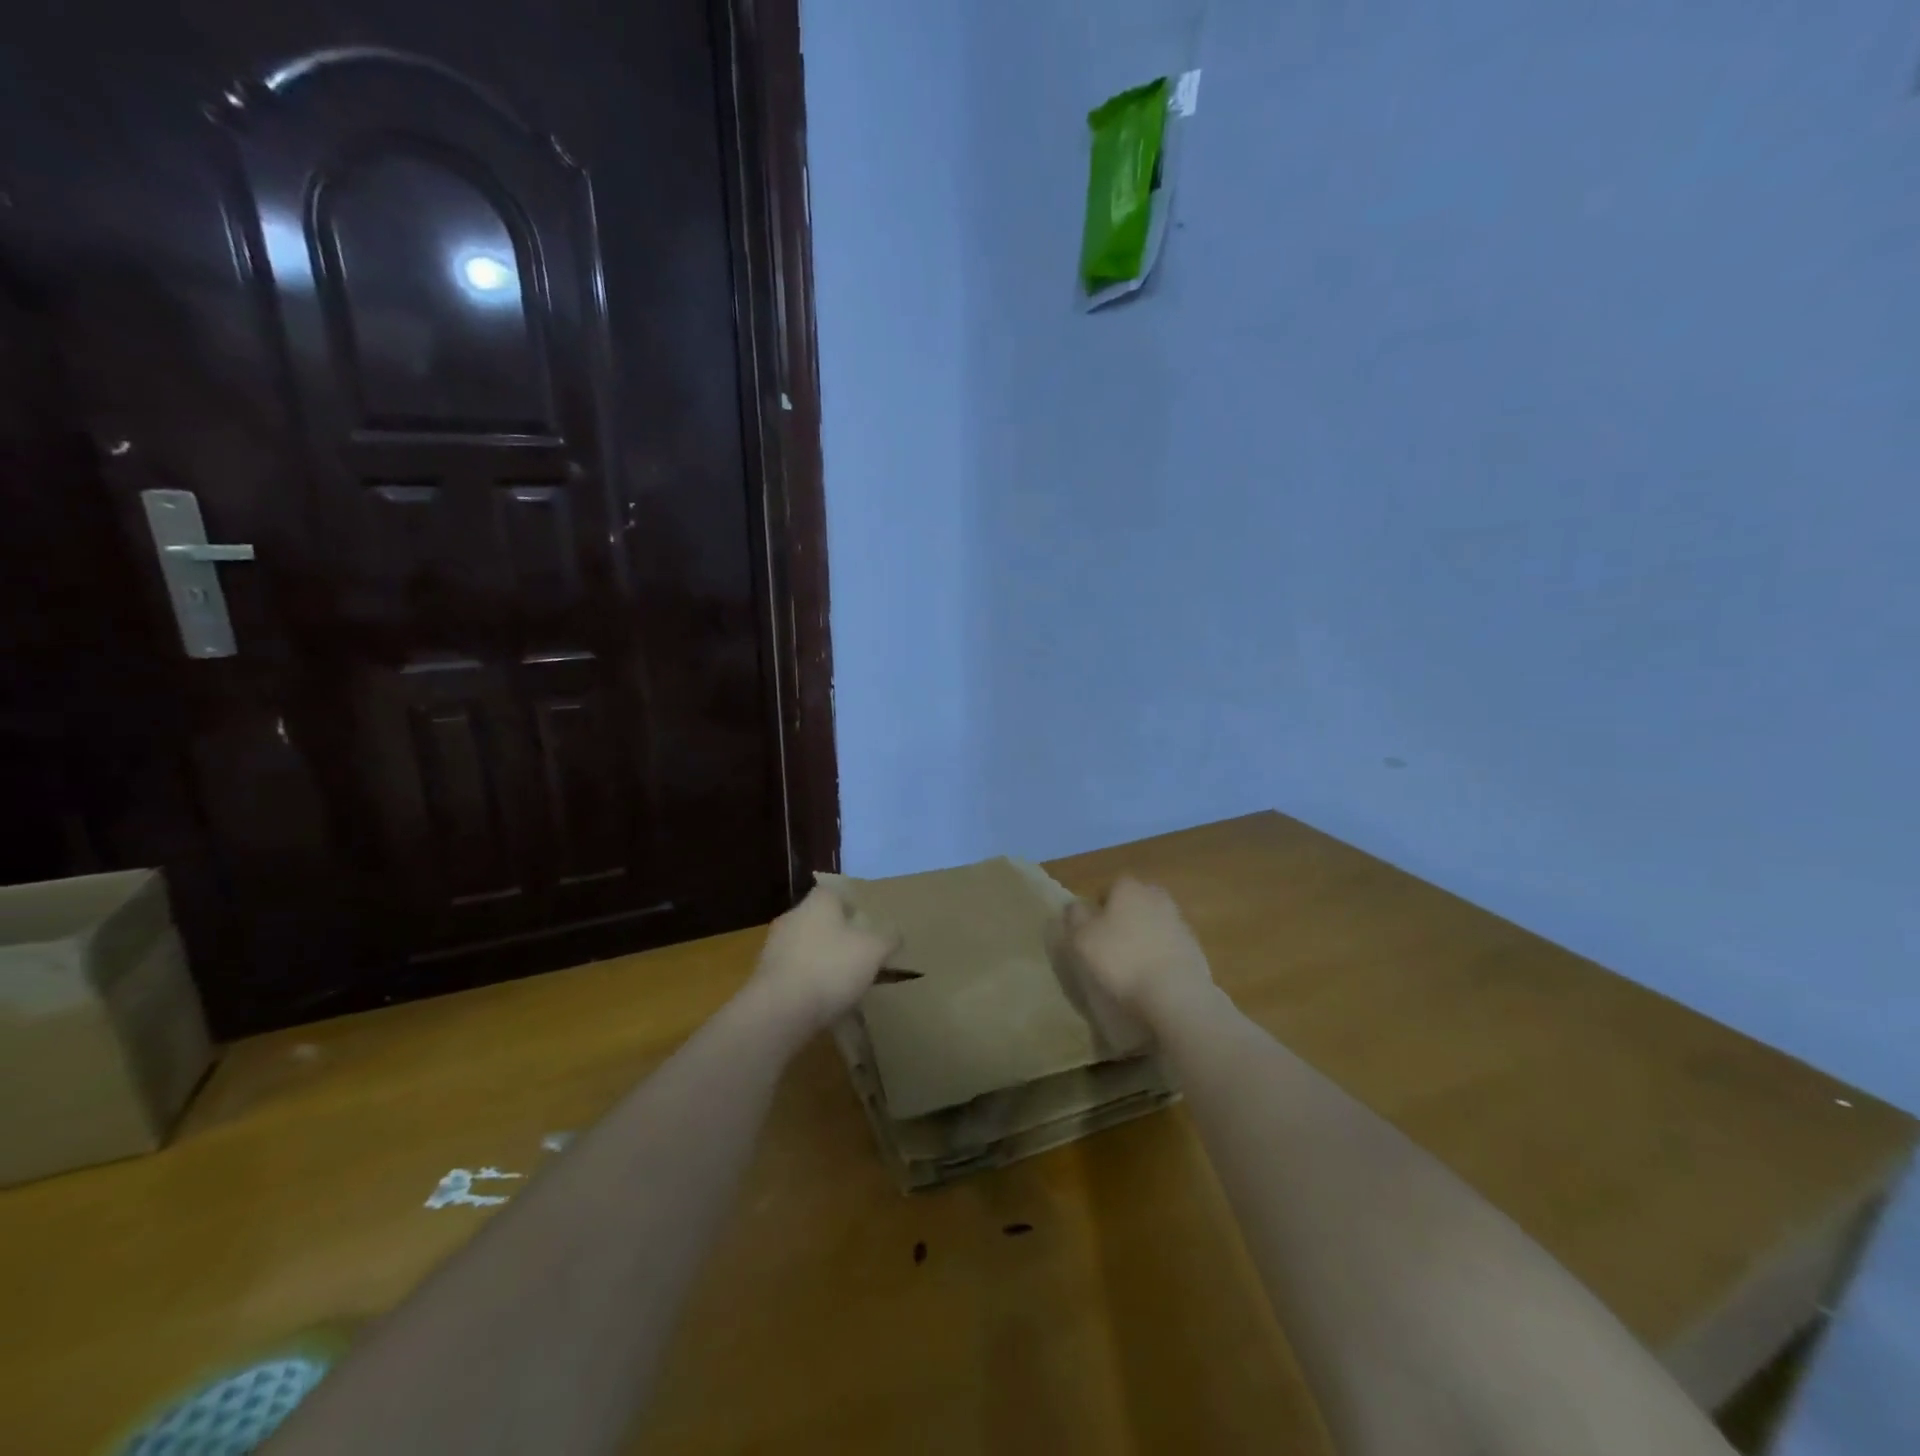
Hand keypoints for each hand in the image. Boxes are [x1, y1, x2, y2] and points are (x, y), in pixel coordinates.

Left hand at [747, 886, 897, 1032]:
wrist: (779, 1011)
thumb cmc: (831, 968)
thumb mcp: (874, 950)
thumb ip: (888, 938)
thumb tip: (894, 932)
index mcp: (818, 903)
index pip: (835, 892)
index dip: (852, 906)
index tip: (867, 925)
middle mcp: (792, 917)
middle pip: (819, 919)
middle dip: (837, 934)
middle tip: (859, 954)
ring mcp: (774, 947)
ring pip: (805, 946)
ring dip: (821, 959)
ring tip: (843, 983)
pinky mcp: (764, 977)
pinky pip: (793, 972)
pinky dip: (807, 982)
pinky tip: (821, 1001)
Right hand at [1059, 877, 1216, 1030]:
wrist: (1175, 994)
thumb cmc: (1120, 959)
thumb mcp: (1081, 937)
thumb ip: (1075, 916)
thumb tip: (1076, 905)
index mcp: (1129, 888)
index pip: (1109, 888)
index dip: (1098, 909)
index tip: (1091, 932)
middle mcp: (1157, 897)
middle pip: (1134, 904)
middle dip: (1123, 920)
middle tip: (1110, 947)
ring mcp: (1180, 923)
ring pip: (1153, 925)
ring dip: (1143, 939)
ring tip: (1131, 968)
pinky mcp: (1195, 949)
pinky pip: (1169, 948)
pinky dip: (1160, 958)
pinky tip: (1151, 980)